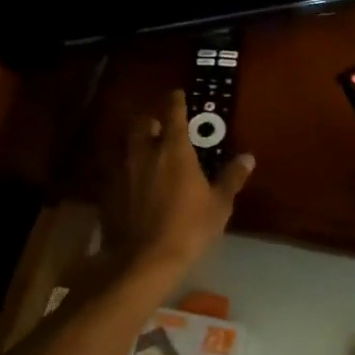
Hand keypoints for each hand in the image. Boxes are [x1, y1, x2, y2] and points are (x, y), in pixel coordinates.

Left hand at [103, 90, 253, 276]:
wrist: (143, 260)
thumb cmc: (189, 228)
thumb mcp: (219, 205)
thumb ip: (231, 178)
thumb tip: (247, 158)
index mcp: (173, 149)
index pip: (172, 113)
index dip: (175, 101)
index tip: (177, 94)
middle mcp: (144, 152)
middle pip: (141, 124)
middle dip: (150, 121)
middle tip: (161, 129)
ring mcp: (121, 172)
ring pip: (125, 146)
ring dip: (136, 145)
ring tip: (146, 154)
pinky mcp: (107, 193)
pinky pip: (115, 171)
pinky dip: (125, 171)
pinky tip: (132, 184)